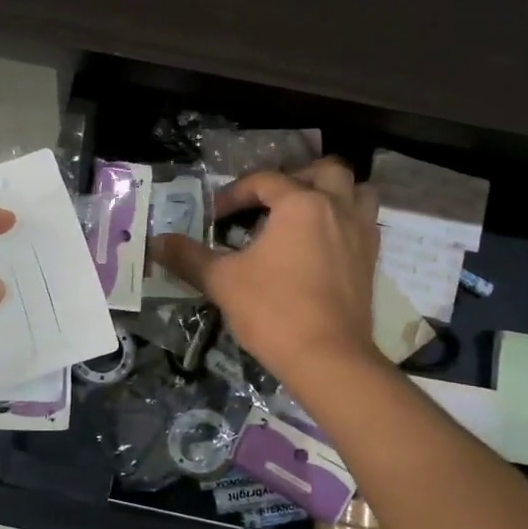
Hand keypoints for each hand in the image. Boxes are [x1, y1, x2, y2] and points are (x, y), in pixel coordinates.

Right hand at [149, 157, 380, 393]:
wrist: (328, 358)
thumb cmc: (274, 311)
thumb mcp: (223, 281)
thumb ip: (189, 257)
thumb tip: (157, 242)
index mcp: (301, 203)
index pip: (264, 181)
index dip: (234, 194)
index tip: (215, 216)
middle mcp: (336, 208)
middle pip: (325, 170)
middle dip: (296, 177)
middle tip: (270, 201)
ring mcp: (360, 233)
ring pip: (357, 191)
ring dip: (333, 192)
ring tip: (305, 212)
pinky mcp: (371, 260)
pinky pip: (364, 222)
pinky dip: (345, 220)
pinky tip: (322, 244)